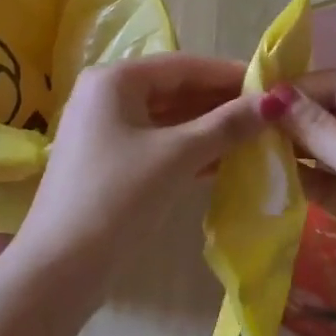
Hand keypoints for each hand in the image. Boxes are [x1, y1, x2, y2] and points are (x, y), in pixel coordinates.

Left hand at [13, 54, 266, 291]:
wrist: (58, 270)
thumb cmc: (117, 198)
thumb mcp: (176, 157)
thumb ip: (226, 126)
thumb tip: (277, 100)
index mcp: (115, 79)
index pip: (184, 66)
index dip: (229, 74)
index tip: (272, 83)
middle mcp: (106, 94)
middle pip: (176, 89)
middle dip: (221, 102)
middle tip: (270, 113)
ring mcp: (105, 128)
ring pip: (168, 118)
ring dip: (209, 127)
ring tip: (257, 135)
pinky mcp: (109, 160)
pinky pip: (158, 142)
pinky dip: (190, 148)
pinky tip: (226, 160)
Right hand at [268, 71, 335, 335]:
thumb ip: (315, 128)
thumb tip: (270, 95)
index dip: (296, 90)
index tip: (250, 98)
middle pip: (330, 113)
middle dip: (291, 120)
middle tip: (241, 125)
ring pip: (325, 148)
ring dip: (292, 150)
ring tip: (244, 149)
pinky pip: (327, 180)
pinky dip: (301, 178)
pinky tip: (265, 177)